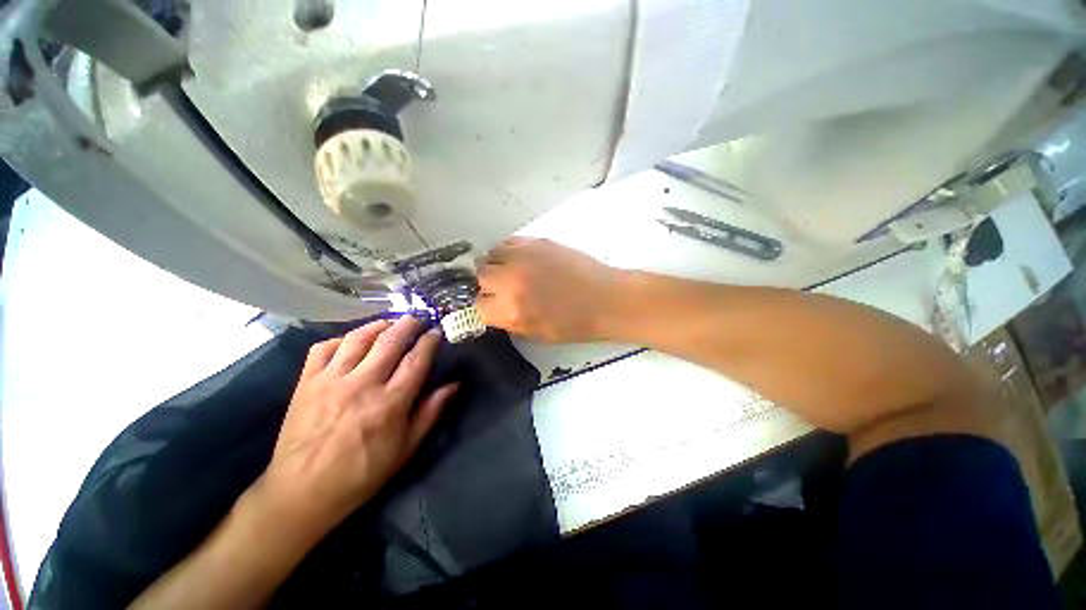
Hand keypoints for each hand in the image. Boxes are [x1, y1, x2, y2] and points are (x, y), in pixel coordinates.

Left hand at [256, 317, 457, 532]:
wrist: (302, 492)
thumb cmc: (362, 473)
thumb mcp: (406, 449)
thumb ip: (431, 412)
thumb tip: (454, 385)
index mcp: (390, 403)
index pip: (416, 360)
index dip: (429, 341)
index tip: (437, 331)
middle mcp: (362, 385)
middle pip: (390, 342)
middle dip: (408, 324)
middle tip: (418, 317)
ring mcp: (331, 381)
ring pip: (358, 339)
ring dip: (379, 325)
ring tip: (391, 322)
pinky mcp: (306, 383)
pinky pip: (324, 348)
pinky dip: (341, 338)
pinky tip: (352, 340)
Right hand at [477, 238, 623, 342]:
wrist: (605, 299)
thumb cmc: (575, 324)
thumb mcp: (536, 334)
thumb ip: (508, 321)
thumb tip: (493, 308)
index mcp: (511, 311)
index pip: (478, 305)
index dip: (485, 307)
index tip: (493, 306)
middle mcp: (511, 281)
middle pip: (479, 276)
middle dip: (486, 284)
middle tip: (501, 288)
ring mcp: (523, 257)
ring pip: (490, 255)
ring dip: (495, 265)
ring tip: (509, 272)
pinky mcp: (536, 242)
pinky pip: (508, 242)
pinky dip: (508, 252)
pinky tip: (520, 260)